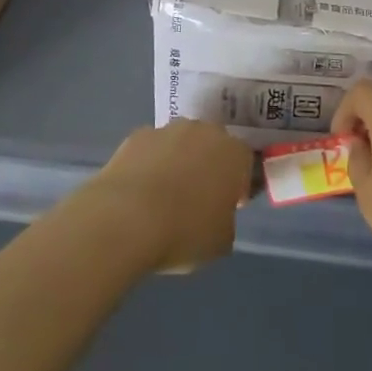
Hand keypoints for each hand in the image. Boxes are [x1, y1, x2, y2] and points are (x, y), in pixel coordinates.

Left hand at [80, 120, 253, 274]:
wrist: (126, 218)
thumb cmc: (184, 232)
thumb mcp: (221, 241)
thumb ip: (226, 219)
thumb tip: (216, 213)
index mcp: (233, 154)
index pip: (244, 162)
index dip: (237, 185)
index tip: (227, 206)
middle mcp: (204, 131)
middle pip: (212, 145)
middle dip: (208, 165)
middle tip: (197, 198)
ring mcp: (169, 129)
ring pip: (181, 143)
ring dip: (178, 161)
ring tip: (163, 196)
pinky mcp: (138, 134)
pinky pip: (152, 148)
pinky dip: (150, 163)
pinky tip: (139, 191)